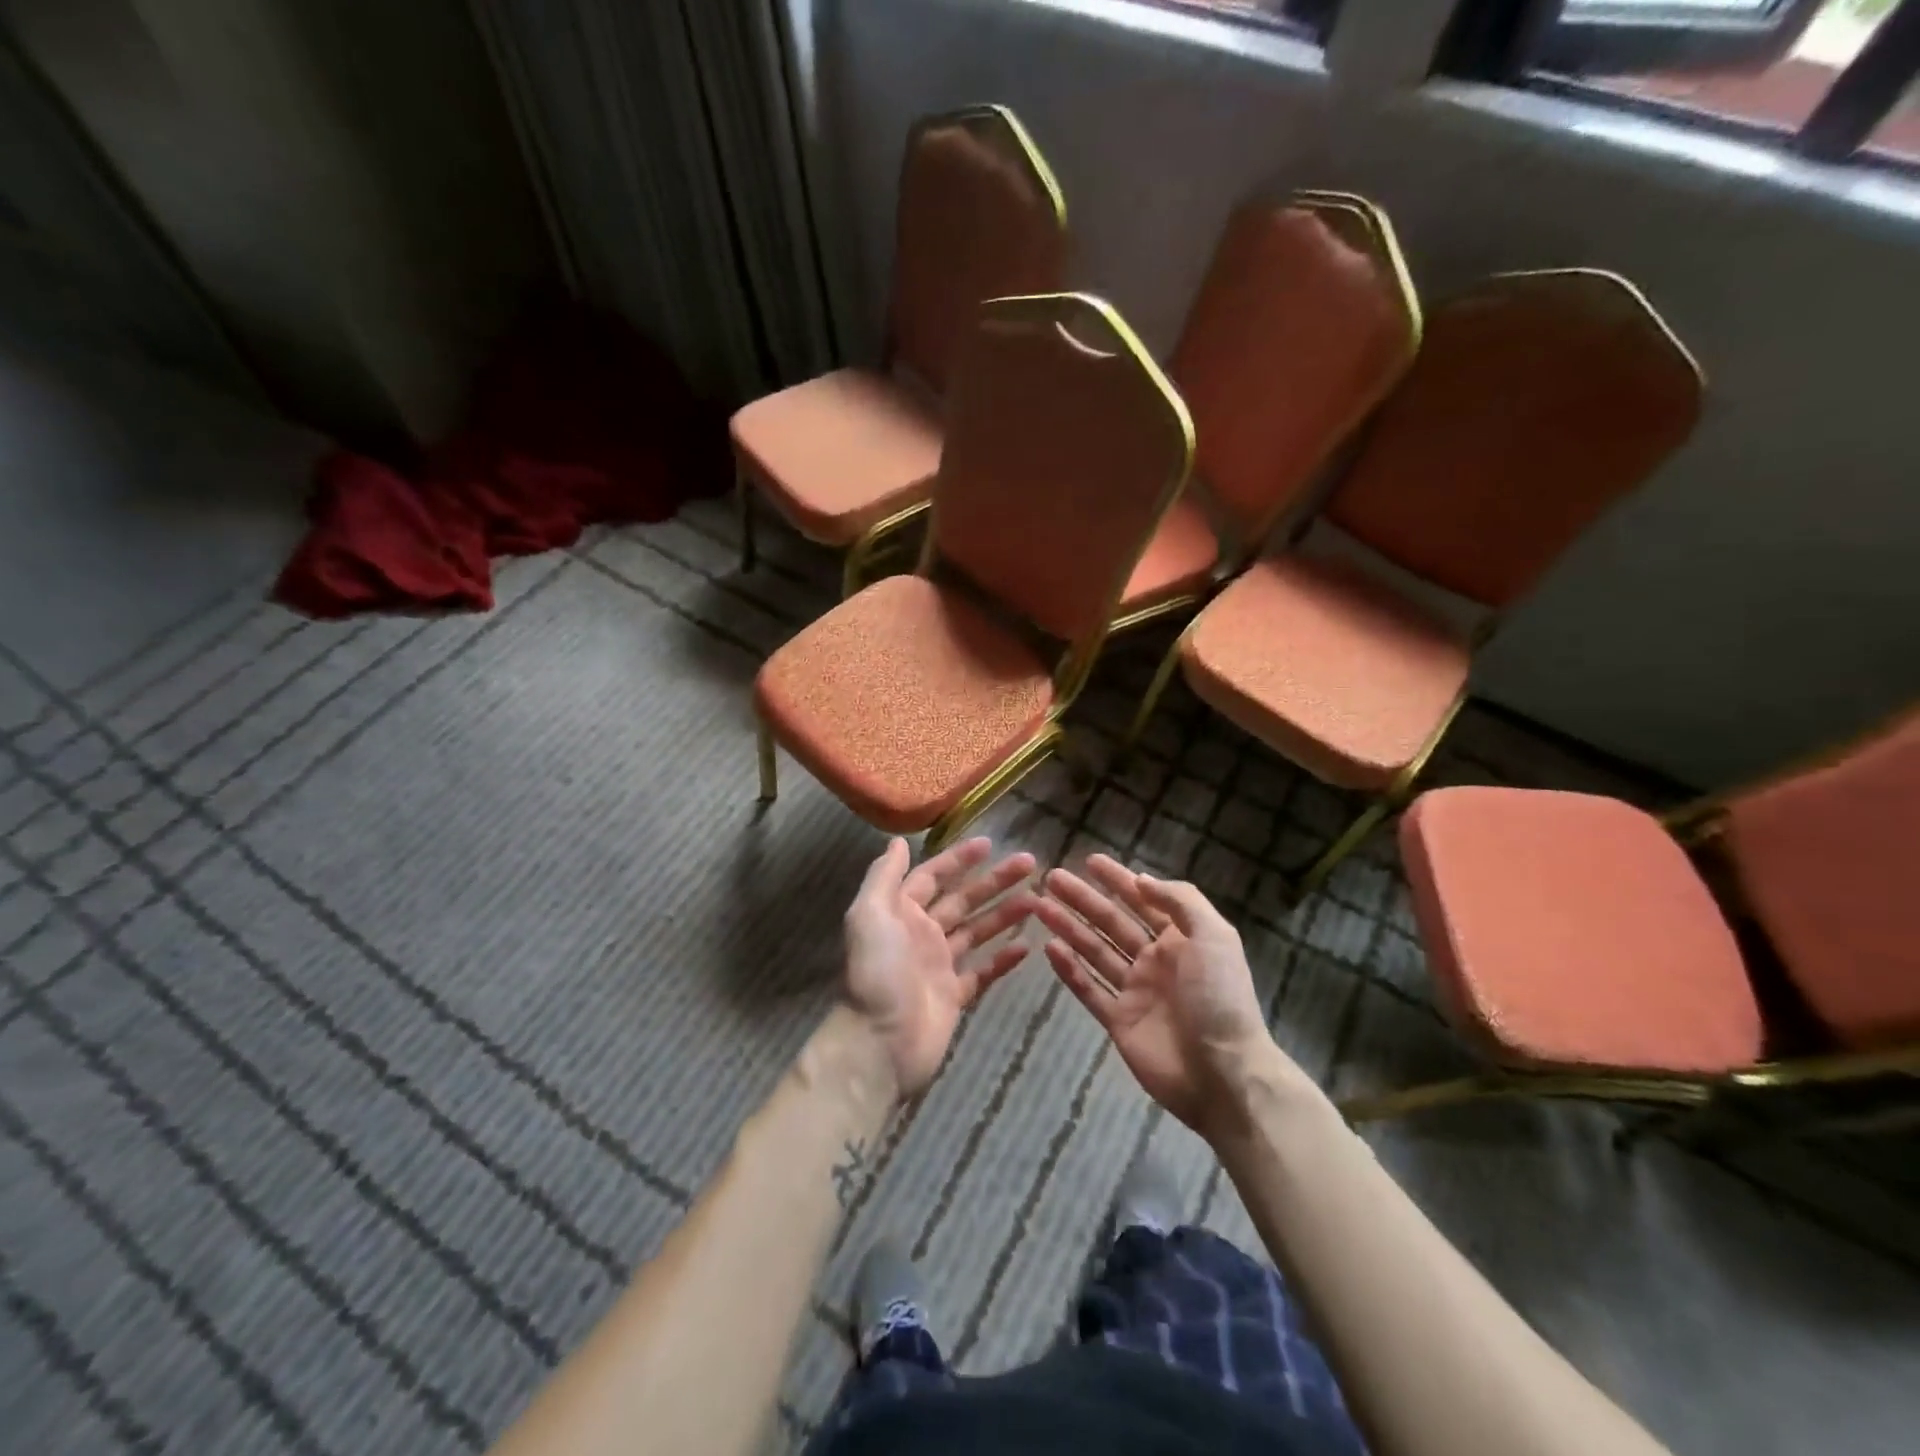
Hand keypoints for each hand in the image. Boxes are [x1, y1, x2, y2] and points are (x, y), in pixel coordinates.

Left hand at [844, 836, 1036, 1094]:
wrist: (879, 1044)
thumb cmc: (876, 972)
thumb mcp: (869, 914)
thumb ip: (883, 876)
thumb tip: (898, 841)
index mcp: (900, 912)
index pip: (933, 877)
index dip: (959, 860)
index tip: (990, 844)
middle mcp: (920, 934)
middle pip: (962, 900)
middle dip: (993, 882)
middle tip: (1029, 864)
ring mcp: (939, 966)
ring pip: (977, 932)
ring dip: (1004, 914)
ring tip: (1037, 900)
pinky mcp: (954, 996)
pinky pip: (983, 971)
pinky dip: (1003, 959)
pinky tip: (1028, 946)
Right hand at [1037, 854, 1288, 1137]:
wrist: (1223, 1074)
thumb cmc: (1220, 998)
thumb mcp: (1213, 937)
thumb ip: (1180, 902)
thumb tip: (1141, 880)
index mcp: (1181, 939)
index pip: (1143, 900)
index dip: (1118, 879)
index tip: (1090, 860)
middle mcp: (1156, 960)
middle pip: (1111, 922)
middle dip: (1083, 899)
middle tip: (1052, 879)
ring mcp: (1135, 991)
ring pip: (1094, 951)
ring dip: (1069, 927)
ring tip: (1039, 907)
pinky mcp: (1119, 1020)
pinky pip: (1089, 989)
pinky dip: (1070, 970)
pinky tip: (1049, 948)